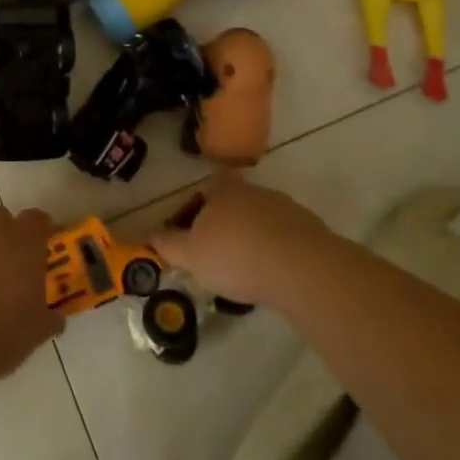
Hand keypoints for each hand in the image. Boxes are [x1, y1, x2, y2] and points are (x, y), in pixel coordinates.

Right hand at [151, 175, 334, 308]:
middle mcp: (254, 190)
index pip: (208, 185)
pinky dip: (277, 250)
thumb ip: (168, 244)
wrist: (301, 269)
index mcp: (223, 190)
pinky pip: (286, 236)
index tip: (194, 228)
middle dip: (226, 222)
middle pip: (236, 201)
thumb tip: (149, 236)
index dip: (200, 203)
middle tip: (217, 252)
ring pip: (261, 218)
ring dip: (253, 236)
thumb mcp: (191, 255)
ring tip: (246, 269)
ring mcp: (285, 207)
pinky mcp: (310, 229)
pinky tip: (273, 275)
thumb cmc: (235, 256)